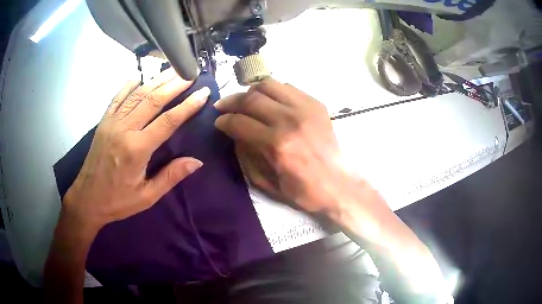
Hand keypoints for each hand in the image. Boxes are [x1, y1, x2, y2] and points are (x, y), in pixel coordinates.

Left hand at [63, 69, 210, 231]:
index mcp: (137, 149)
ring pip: (137, 94)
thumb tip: (197, 162)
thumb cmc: (117, 201)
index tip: (203, 93)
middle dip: (174, 84)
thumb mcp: (147, 196)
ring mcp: (112, 122)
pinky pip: (118, 97)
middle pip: (153, 99)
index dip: (188, 105)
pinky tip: (140, 75)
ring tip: (172, 70)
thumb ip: (171, 177)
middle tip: (191, 73)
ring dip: (156, 80)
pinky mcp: (104, 122)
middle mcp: (124, 129)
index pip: (168, 121)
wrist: (87, 199)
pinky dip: (129, 84)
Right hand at [214, 79, 349, 213]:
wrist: (339, 184)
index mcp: (276, 144)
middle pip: (251, 98)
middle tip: (224, 107)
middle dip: (231, 101)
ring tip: (245, 100)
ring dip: (251, 91)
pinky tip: (269, 101)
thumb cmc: (303, 191)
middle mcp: (289, 120)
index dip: (224, 121)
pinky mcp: (316, 104)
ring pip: (269, 85)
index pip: (239, 122)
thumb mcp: (267, 183)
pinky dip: (273, 91)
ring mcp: (305, 108)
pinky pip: (288, 87)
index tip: (219, 122)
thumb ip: (246, 156)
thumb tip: (234, 134)